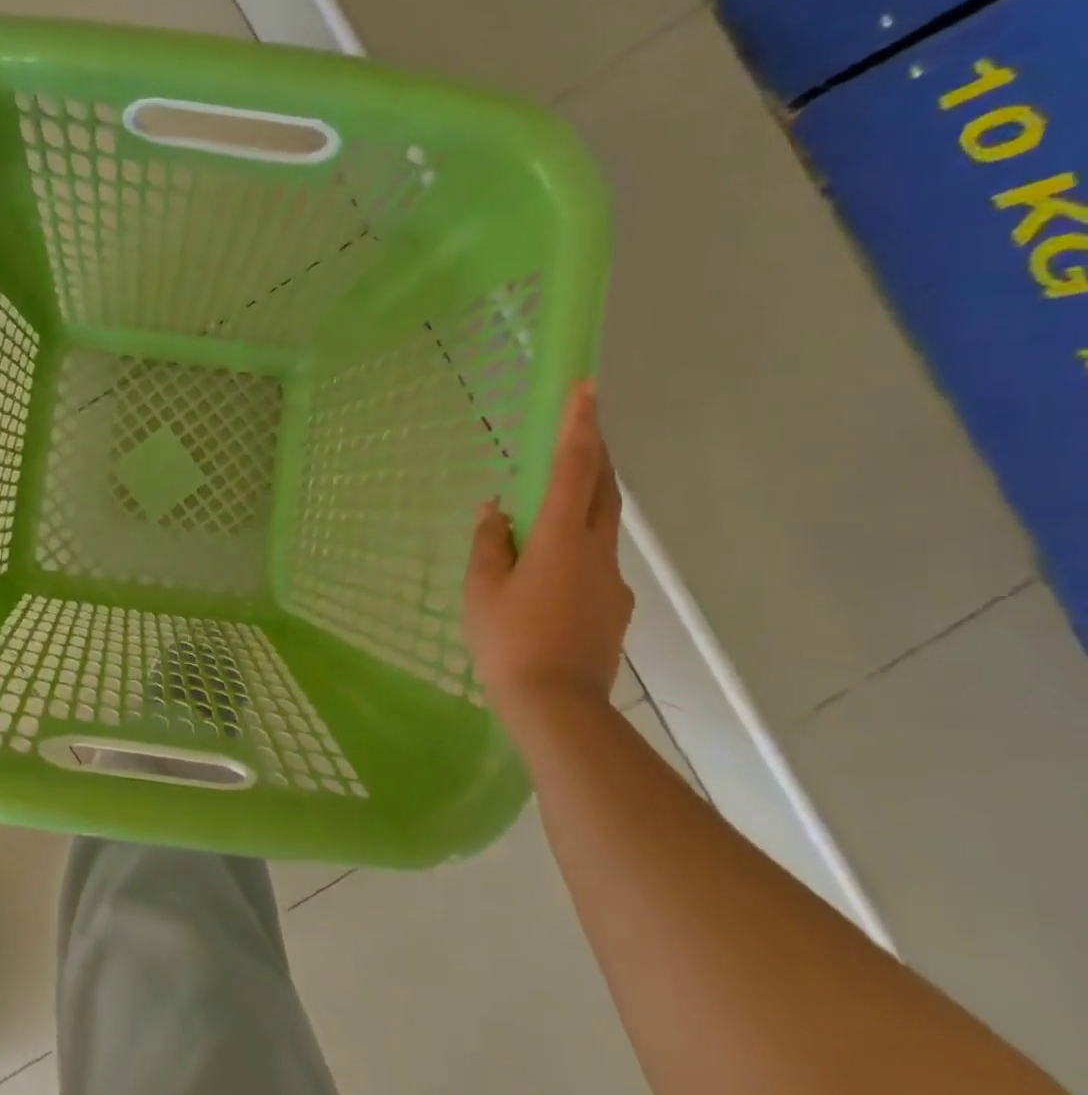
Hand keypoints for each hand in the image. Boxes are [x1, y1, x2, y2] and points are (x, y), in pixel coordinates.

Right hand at [462, 380, 632, 712]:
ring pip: (602, 524)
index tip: (586, 388)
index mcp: (560, 538)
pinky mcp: (612, 606)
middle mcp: (596, 550)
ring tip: (555, 497)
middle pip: (604, 488)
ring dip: (587, 497)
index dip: (579, 426)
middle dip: (596, 451)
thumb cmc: (508, 641)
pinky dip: (577, 542)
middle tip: (583, 425)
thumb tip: (496, 509)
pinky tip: (550, 566)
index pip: (573, 469)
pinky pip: (595, 559)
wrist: (557, 706)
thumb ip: (489, 543)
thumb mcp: (482, 589)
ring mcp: (610, 580)